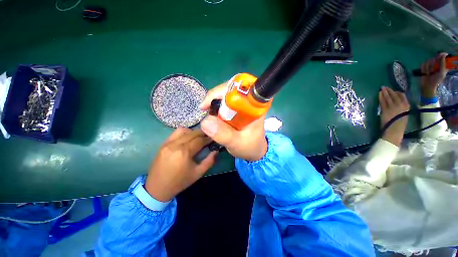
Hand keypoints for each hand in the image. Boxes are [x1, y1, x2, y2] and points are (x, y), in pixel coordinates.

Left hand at [145, 128, 216, 201]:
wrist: (157, 188)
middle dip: (202, 133)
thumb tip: (216, 150)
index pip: (200, 140)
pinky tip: (187, 138)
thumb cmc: (180, 182)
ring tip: (197, 137)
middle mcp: (175, 144)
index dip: (208, 138)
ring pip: (183, 130)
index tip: (213, 138)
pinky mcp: (163, 144)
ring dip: (193, 132)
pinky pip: (175, 133)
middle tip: (208, 136)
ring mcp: (168, 143)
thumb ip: (209, 161)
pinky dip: (184, 133)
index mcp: (184, 152)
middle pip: (192, 133)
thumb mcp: (198, 173)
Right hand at [199, 83, 266, 160]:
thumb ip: (224, 134)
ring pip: (225, 94)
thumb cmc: (250, 147)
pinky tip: (214, 118)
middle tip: (206, 112)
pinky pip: (225, 102)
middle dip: (214, 98)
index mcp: (254, 107)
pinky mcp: (239, 108)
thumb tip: (205, 122)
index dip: (220, 92)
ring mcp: (244, 104)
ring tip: (211, 117)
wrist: (255, 150)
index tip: (206, 106)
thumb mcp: (237, 144)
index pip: (237, 88)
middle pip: (229, 89)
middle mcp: (250, 101)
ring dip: (214, 103)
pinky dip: (216, 108)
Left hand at [379, 87, 409, 146]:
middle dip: (390, 90)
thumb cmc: (399, 125)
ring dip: (385, 92)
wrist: (394, 130)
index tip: (394, 90)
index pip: (402, 96)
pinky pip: (383, 101)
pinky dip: (381, 97)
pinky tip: (379, 94)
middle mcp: (400, 105)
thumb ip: (401, 108)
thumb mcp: (404, 114)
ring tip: (382, 88)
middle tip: (385, 87)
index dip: (397, 92)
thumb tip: (396, 103)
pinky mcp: (385, 109)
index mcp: (407, 106)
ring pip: (388, 97)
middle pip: (394, 95)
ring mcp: (392, 107)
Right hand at [421, 53, 447, 97]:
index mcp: (442, 65)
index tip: (440, 55)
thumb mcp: (442, 73)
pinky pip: (423, 64)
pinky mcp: (424, 67)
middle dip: (434, 64)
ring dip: (428, 67)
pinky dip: (424, 68)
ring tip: (429, 73)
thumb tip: (444, 54)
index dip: (441, 55)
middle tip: (434, 70)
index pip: (443, 56)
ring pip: (428, 61)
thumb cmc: (436, 80)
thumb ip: (443, 64)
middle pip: (435, 58)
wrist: (428, 85)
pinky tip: (425, 72)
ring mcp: (430, 65)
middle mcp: (436, 64)